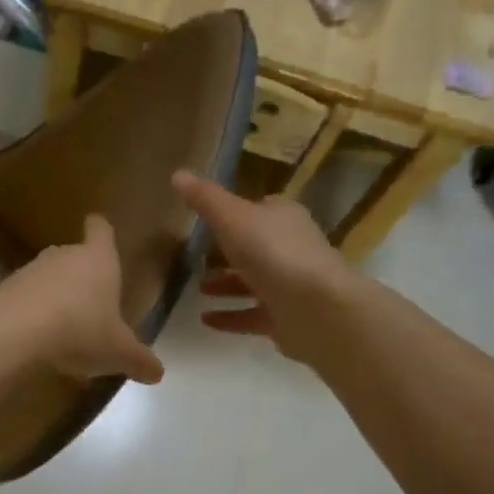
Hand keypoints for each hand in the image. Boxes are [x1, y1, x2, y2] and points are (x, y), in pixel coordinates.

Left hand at [0, 214, 164, 384]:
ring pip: (48, 278)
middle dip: (81, 275)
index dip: (101, 230)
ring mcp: (30, 271)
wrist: (14, 332)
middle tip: (91, 302)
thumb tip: (158, 372)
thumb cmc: (80, 330)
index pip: (101, 231)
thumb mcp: (119, 352)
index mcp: (98, 260)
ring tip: (63, 330)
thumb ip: (139, 360)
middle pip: (74, 256)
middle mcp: (64, 256)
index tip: (99, 228)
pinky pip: (24, 299)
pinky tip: (36, 342)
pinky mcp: (4, 291)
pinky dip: (31, 314)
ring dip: (55, 297)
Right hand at [172, 171, 356, 366]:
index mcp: (282, 218)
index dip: (234, 212)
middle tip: (194, 258)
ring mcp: (289, 285)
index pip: (258, 209)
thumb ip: (205, 199)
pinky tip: (204, 319)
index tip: (206, 221)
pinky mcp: (285, 318)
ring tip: (197, 289)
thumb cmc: (273, 253)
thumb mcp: (232, 218)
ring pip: (252, 282)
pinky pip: (251, 315)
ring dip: (225, 285)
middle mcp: (290, 248)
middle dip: (226, 252)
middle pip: (254, 247)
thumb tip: (178, 173)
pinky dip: (229, 316)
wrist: (315, 308)